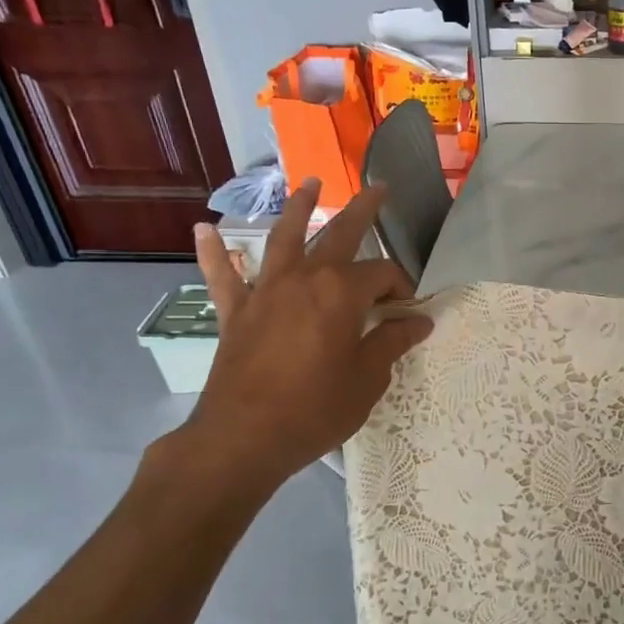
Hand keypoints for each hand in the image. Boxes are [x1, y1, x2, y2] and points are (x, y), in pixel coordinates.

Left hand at [169, 180, 432, 507]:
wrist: (243, 439)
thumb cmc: (315, 410)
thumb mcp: (367, 379)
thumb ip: (392, 342)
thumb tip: (419, 321)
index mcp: (341, 292)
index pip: (383, 275)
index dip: (401, 290)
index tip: (407, 314)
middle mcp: (303, 278)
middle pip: (339, 234)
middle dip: (364, 210)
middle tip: (379, 189)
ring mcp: (265, 291)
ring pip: (283, 238)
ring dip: (298, 209)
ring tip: (310, 184)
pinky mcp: (236, 312)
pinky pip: (224, 276)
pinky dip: (214, 252)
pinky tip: (205, 229)